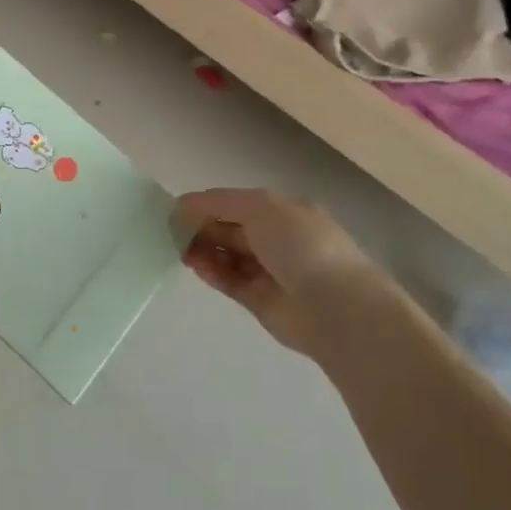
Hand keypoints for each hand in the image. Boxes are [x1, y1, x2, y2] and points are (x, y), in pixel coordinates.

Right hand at [171, 188, 382, 361]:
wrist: (336, 307)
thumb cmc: (301, 244)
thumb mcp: (259, 207)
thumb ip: (218, 203)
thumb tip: (182, 204)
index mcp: (285, 212)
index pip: (239, 204)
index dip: (209, 205)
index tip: (180, 209)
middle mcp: (278, 239)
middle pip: (231, 229)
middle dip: (203, 227)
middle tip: (174, 231)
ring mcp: (270, 272)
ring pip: (228, 256)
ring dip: (205, 249)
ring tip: (181, 249)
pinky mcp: (260, 301)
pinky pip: (230, 281)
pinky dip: (212, 272)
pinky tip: (194, 265)